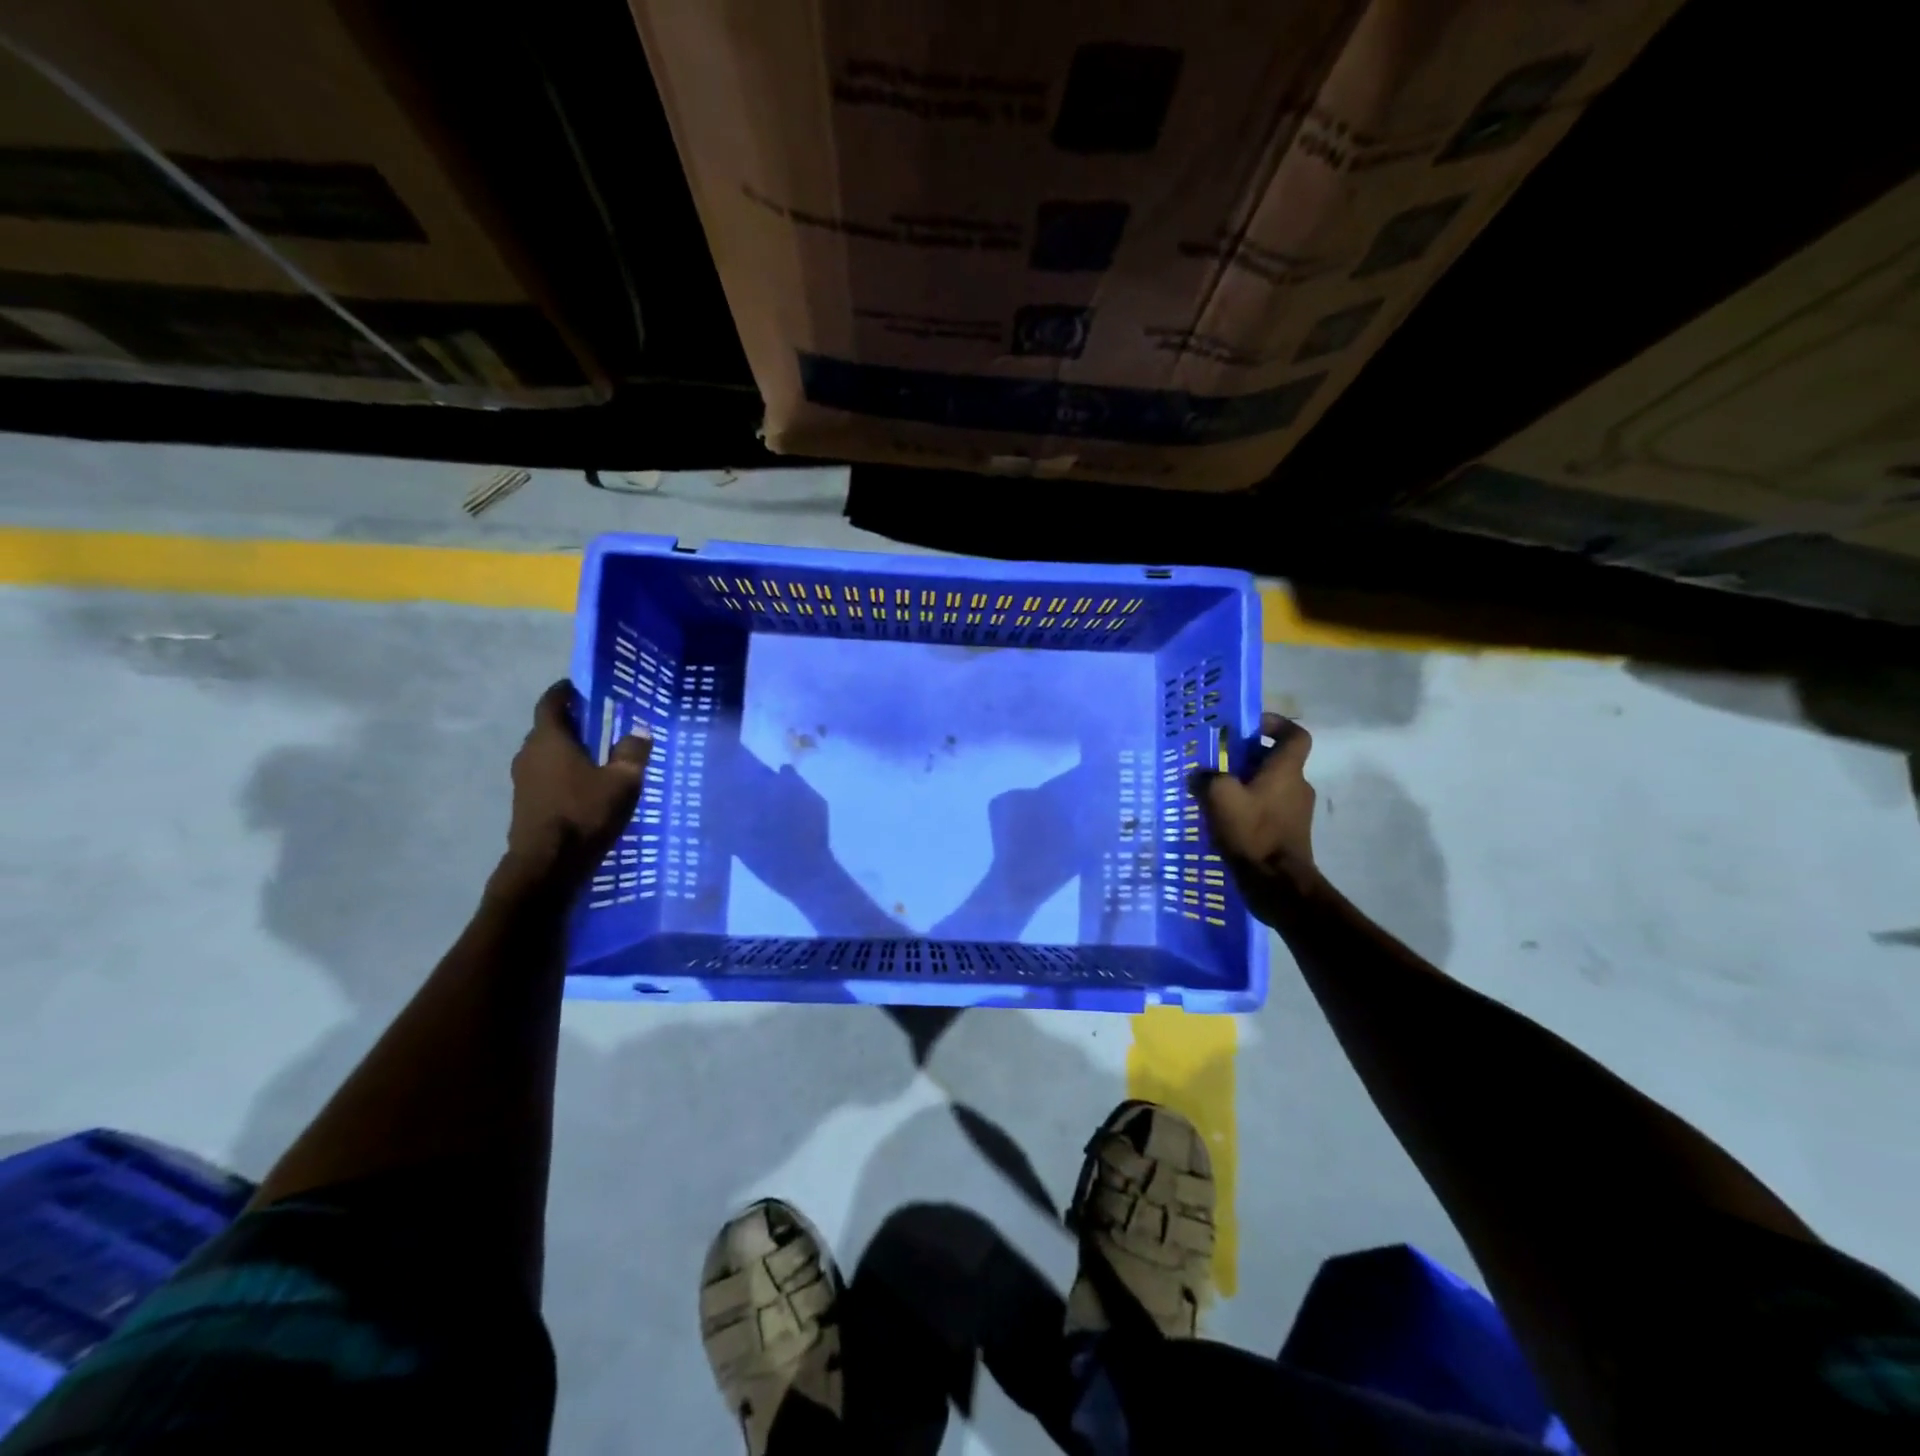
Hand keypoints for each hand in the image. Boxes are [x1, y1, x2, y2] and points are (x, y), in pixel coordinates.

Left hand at [494, 680, 651, 897]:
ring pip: (546, 754)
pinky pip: (546, 776)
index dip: (565, 692)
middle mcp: (529, 754)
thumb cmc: (585, 813)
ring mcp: (523, 780)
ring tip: (597, 756)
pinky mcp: (526, 803)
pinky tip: (585, 786)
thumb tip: (639, 731)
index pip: (552, 702)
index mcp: (550, 739)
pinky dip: (563, 773)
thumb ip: (632, 753)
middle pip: (548, 728)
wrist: (548, 865)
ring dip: (567, 751)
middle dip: (572, 723)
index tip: (582, 688)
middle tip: (600, 723)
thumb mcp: (623, 781)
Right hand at [1190, 712, 1319, 919]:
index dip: (1275, 725)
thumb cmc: (1253, 832)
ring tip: (1214, 794)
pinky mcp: (1288, 835)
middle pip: (1276, 761)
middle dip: (1248, 758)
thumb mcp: (1219, 798)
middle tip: (1218, 762)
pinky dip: (1249, 809)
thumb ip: (1207, 778)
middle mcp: (1297, 786)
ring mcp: (1295, 813)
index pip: (1295, 735)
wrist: (1278, 885)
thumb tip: (1198, 775)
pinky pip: (1267, 810)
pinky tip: (1223, 820)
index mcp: (1286, 770)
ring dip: (1246, 785)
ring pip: (1270, 786)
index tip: (1249, 727)